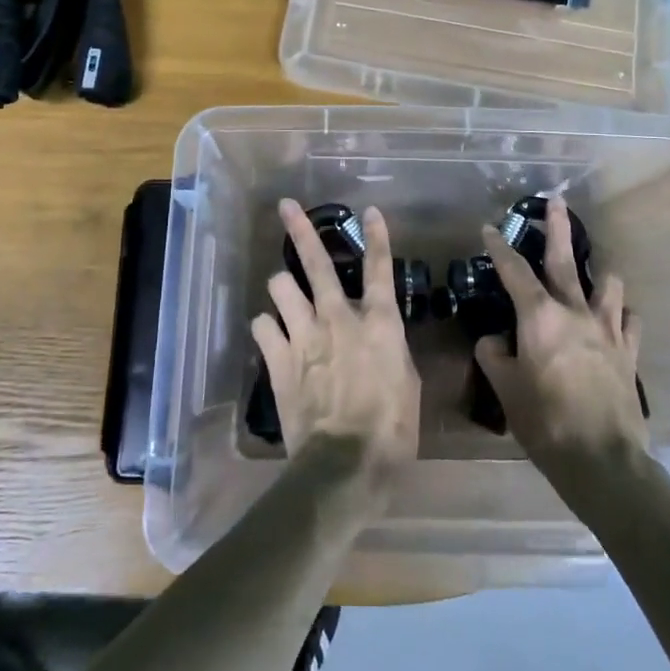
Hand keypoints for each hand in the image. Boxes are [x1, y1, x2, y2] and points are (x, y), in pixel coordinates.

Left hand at [252, 200, 420, 487]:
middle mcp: (338, 318)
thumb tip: (380, 339)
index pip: (380, 269)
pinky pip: (262, 326)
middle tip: (286, 205)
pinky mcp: (278, 360)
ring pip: (280, 287)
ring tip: (284, 294)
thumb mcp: (407, 385)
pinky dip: (267, 327)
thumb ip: (390, 351)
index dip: (377, 237)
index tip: (370, 211)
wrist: (345, 465)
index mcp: (379, 323)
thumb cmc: (392, 430)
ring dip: (282, 287)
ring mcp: (304, 336)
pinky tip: (271, 335)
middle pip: (317, 263)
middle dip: (300, 229)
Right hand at [475, 195, 645, 466]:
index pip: (514, 270)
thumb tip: (495, 341)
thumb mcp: (505, 389)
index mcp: (539, 316)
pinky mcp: (629, 352)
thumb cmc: (544, 420)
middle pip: (565, 259)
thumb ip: (494, 356)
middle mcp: (575, 311)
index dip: (498, 246)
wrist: (601, 459)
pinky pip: (631, 321)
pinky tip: (618, 319)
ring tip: (594, 272)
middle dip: (558, 227)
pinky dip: (623, 314)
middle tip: (557, 201)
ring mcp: (608, 329)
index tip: (488, 227)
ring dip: (599, 273)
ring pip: (608, 284)